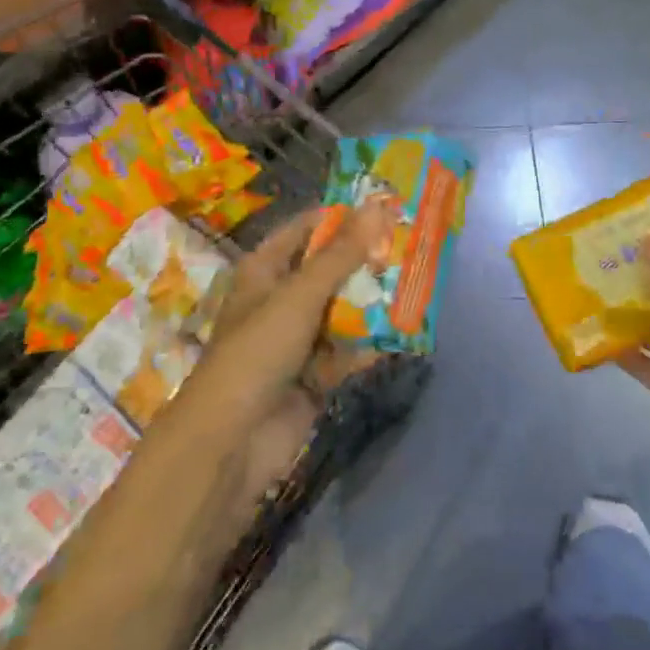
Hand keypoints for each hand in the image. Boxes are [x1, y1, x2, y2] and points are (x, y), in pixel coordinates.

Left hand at [171, 203, 391, 505]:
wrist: (231, 442)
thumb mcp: (300, 295)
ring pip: (342, 310)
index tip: (386, 208)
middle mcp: (281, 299)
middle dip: (366, 260)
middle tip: (412, 244)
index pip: (306, 229)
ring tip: (418, 282)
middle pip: (329, 269)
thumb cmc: (257, 351)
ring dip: (373, 301)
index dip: (342, 217)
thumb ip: (342, 254)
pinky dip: (370, 343)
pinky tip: (405, 333)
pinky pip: (347, 350)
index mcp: (265, 270)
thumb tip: (378, 206)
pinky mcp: (314, 376)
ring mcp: (298, 339)